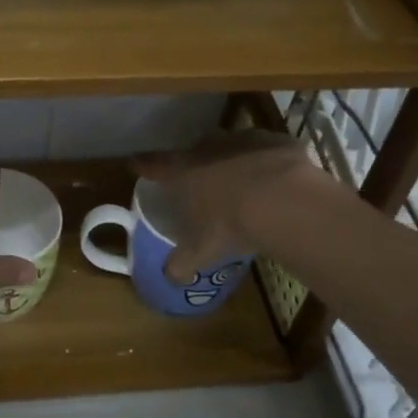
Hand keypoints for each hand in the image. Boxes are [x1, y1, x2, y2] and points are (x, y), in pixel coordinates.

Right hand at [132, 131, 317, 282]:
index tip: (134, 163)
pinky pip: (267, 149)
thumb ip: (183, 263)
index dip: (143, 165)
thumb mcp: (202, 250)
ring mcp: (244, 140)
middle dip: (195, 162)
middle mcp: (209, 149)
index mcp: (185, 171)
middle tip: (199, 178)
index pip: (155, 165)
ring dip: (232, 159)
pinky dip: (267, 161)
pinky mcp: (276, 141)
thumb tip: (170, 277)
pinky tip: (276, 178)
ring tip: (241, 179)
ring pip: (231, 146)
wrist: (283, 201)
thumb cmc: (231, 224)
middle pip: (195, 150)